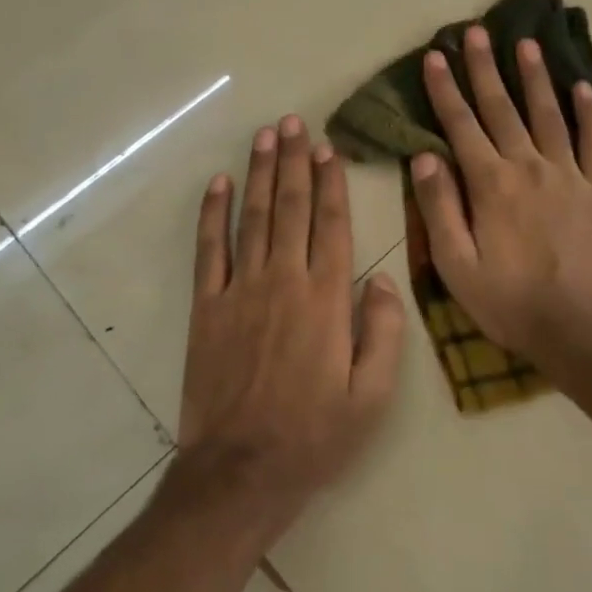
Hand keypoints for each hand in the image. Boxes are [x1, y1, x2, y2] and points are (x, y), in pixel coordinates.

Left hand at [177, 116, 405, 540]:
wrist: (242, 470)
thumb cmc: (316, 435)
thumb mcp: (373, 396)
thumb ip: (384, 332)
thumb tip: (382, 279)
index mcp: (327, 298)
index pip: (331, 224)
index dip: (330, 182)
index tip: (327, 148)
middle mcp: (284, 280)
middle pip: (290, 207)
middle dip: (293, 161)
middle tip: (293, 122)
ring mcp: (241, 290)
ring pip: (252, 217)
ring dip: (258, 172)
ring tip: (264, 135)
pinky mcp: (207, 306)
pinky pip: (209, 250)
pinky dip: (211, 214)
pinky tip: (217, 184)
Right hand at [411, 27, 591, 379]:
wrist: (582, 329)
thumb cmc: (510, 302)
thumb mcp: (456, 265)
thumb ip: (439, 207)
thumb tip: (424, 156)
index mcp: (490, 184)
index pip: (461, 124)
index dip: (446, 88)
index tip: (436, 55)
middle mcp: (528, 166)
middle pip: (503, 108)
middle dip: (486, 67)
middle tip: (476, 31)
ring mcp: (569, 174)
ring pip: (548, 114)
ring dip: (535, 77)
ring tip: (526, 43)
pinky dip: (589, 112)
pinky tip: (583, 87)